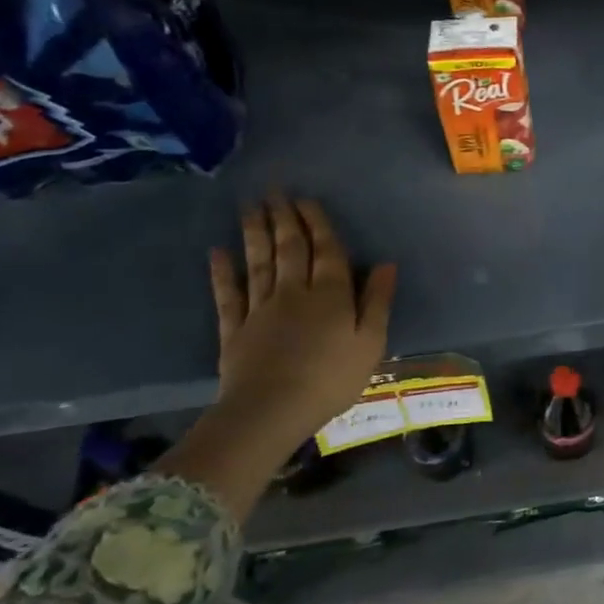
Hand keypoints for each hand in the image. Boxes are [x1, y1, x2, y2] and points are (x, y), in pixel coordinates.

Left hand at [207, 193, 396, 456]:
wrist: (271, 411)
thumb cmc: (332, 379)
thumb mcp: (371, 343)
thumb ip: (377, 301)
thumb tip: (386, 264)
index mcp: (331, 295)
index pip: (326, 251)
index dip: (317, 223)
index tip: (306, 200)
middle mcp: (294, 292)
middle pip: (289, 249)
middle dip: (284, 218)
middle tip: (274, 191)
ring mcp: (261, 309)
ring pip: (259, 263)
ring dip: (255, 233)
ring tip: (250, 207)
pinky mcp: (235, 330)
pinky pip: (228, 295)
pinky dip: (222, 272)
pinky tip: (218, 252)